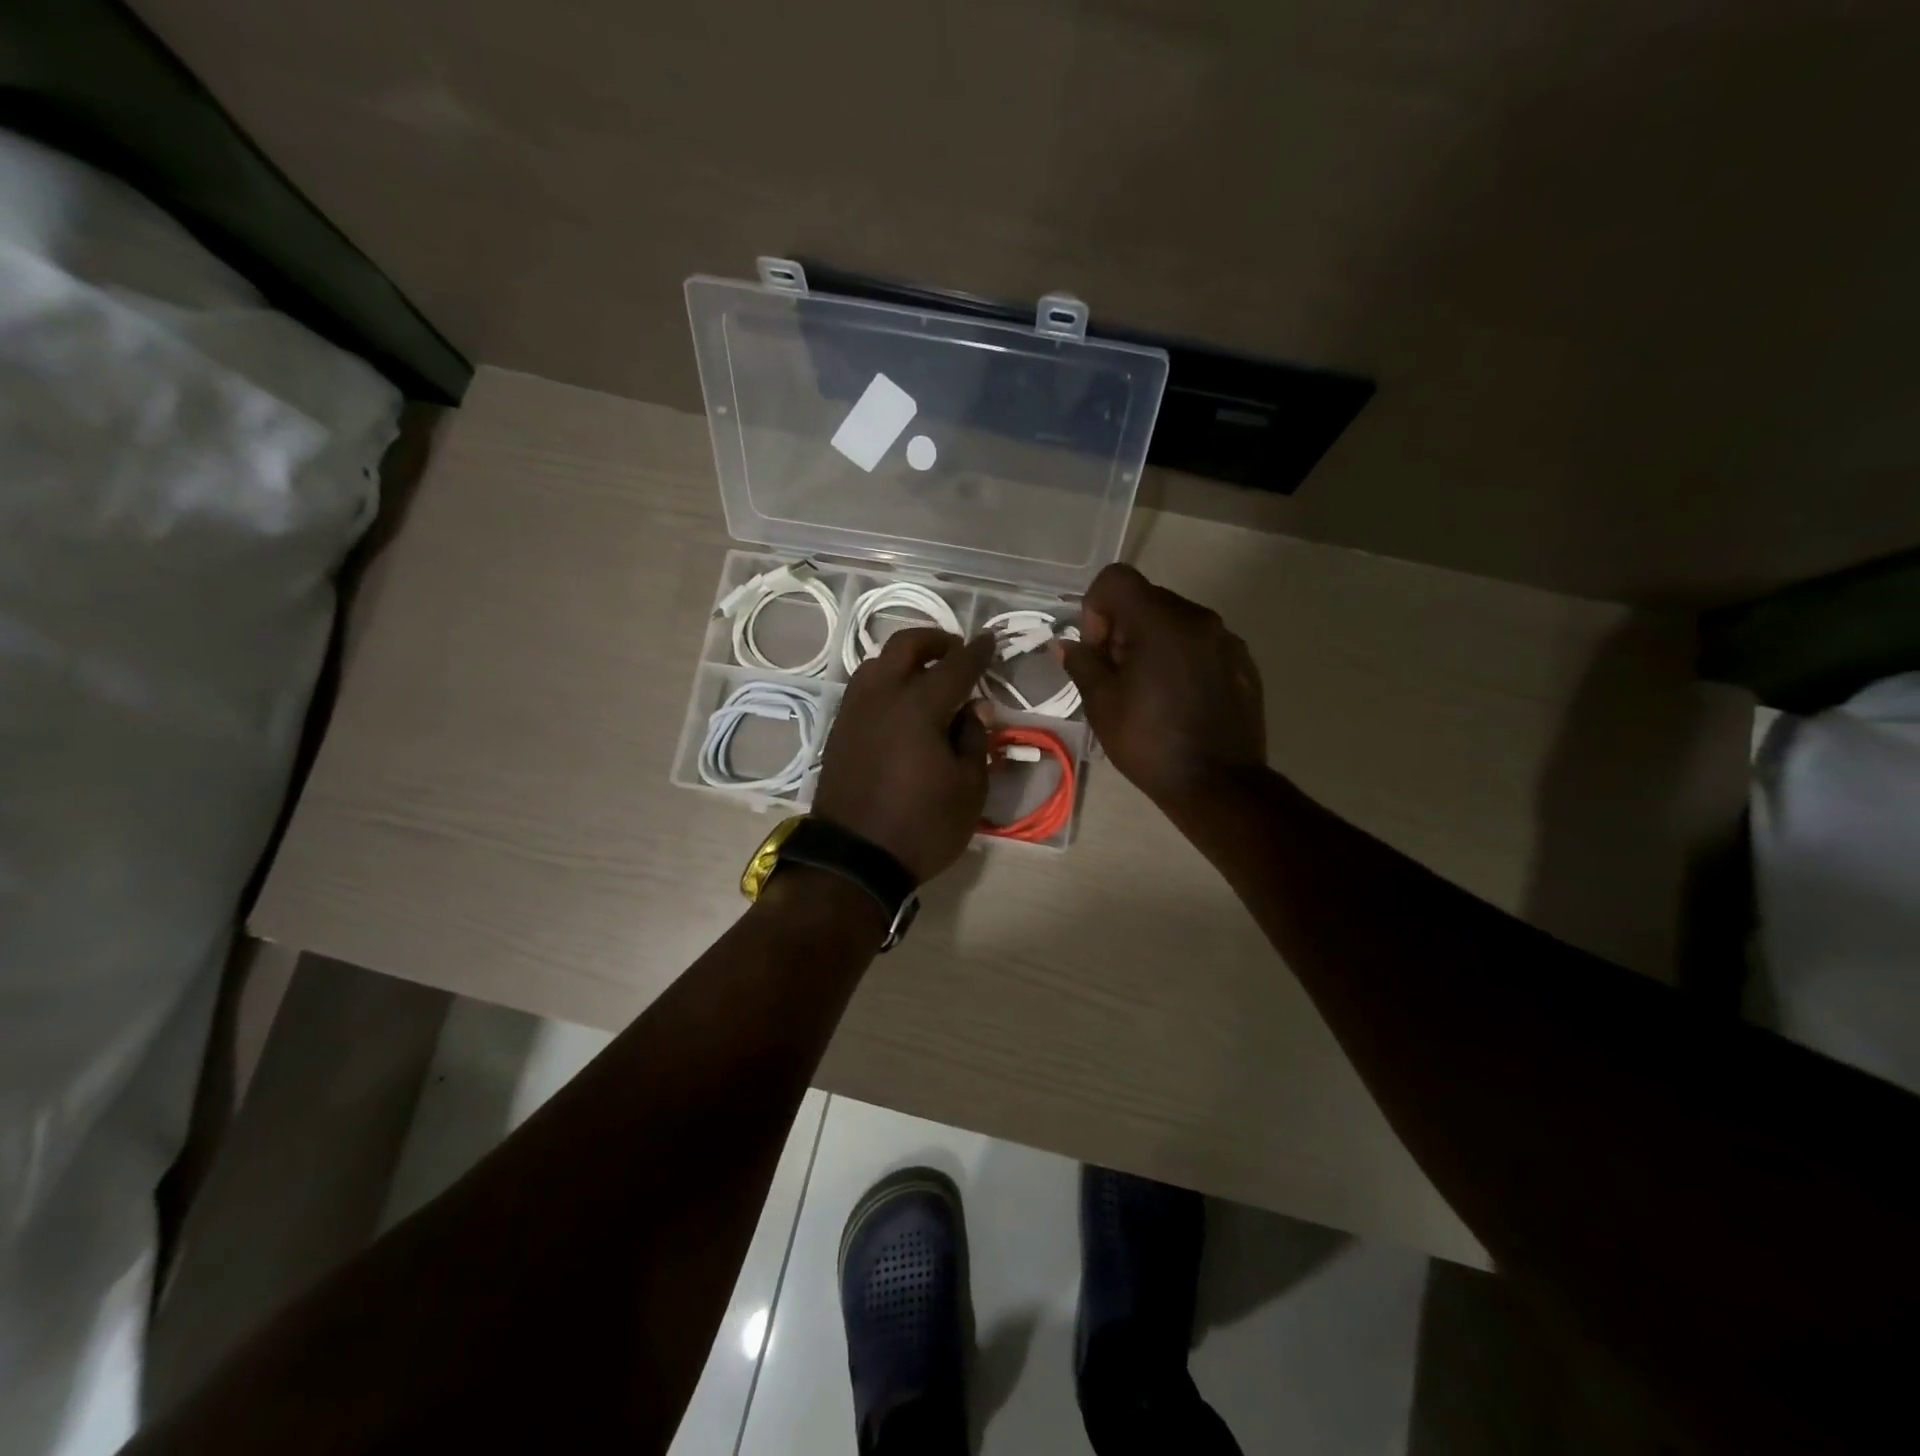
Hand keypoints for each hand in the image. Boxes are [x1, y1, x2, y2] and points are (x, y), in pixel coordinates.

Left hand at [813, 628, 996, 882]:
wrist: (854, 858)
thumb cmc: (922, 826)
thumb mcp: (969, 788)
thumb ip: (975, 739)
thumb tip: (975, 708)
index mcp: (919, 706)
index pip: (956, 666)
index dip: (978, 651)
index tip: (990, 640)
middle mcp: (882, 696)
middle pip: (906, 646)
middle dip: (935, 640)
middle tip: (956, 652)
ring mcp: (854, 711)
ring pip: (877, 663)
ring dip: (905, 659)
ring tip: (927, 677)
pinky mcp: (839, 730)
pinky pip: (864, 688)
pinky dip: (886, 682)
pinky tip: (901, 704)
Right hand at [1058, 564, 1266, 813]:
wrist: (1219, 785)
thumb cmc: (1150, 743)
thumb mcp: (1102, 705)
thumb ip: (1082, 664)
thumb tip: (1065, 645)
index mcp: (1160, 622)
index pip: (1116, 579)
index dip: (1096, 608)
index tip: (1099, 650)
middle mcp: (1197, 618)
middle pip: (1147, 599)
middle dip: (1122, 628)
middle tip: (1117, 675)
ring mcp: (1226, 639)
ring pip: (1175, 622)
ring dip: (1153, 643)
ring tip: (1149, 690)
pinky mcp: (1243, 662)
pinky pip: (1201, 644)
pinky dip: (1182, 658)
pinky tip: (1179, 699)